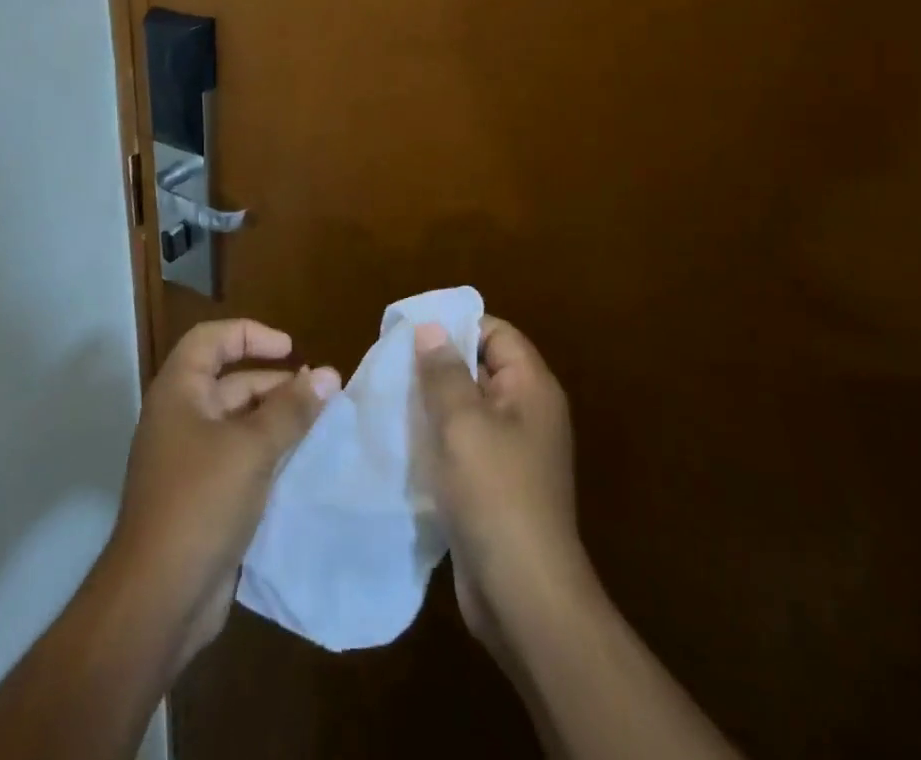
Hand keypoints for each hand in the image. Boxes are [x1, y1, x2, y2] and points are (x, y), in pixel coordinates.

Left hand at [110, 319, 338, 667]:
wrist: (158, 598)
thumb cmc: (201, 502)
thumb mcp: (252, 448)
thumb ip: (292, 410)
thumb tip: (329, 374)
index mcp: (179, 392)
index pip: (212, 339)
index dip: (251, 334)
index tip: (291, 349)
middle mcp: (180, 417)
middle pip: (230, 381)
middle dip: (274, 383)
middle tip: (320, 394)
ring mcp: (189, 459)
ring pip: (238, 423)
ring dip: (276, 420)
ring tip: (320, 426)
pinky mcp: (202, 496)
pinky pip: (239, 459)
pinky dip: (268, 454)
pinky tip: (301, 464)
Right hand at [415, 316, 583, 651]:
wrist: (523, 594)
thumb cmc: (495, 493)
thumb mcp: (462, 422)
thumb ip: (444, 371)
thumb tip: (430, 327)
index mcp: (531, 388)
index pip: (496, 333)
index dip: (456, 326)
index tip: (411, 332)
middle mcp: (527, 413)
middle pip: (480, 368)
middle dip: (437, 365)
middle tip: (391, 364)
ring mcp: (513, 452)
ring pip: (468, 409)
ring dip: (432, 404)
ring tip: (389, 398)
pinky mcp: (496, 485)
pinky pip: (464, 444)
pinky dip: (437, 439)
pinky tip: (403, 442)